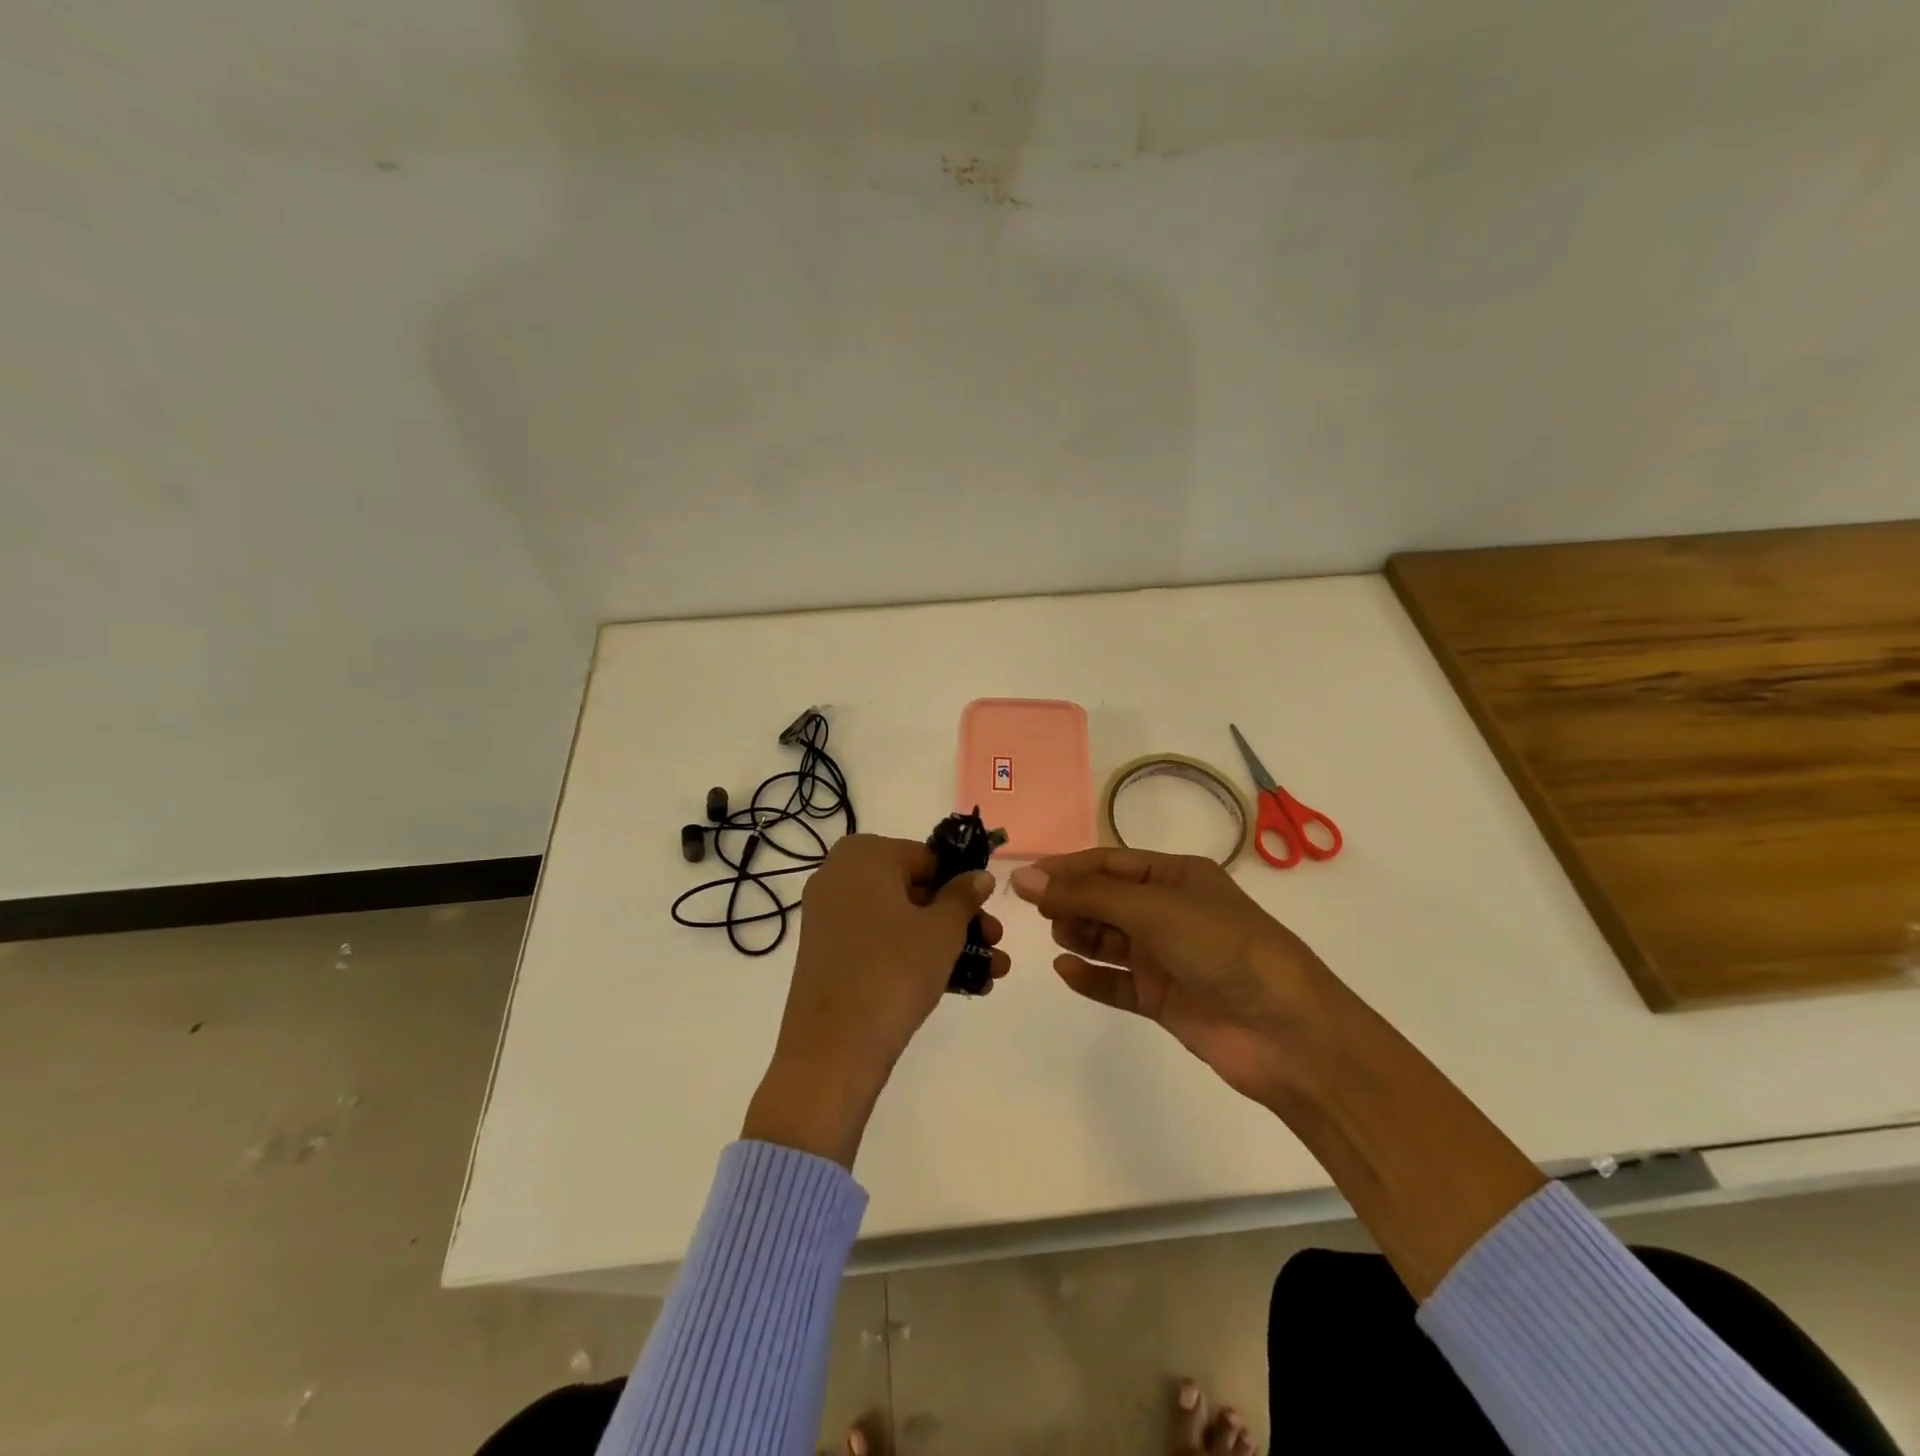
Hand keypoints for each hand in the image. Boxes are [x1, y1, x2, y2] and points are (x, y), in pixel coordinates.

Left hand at [744, 834, 1005, 1167]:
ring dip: (946, 942)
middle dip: (960, 918)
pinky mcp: (829, 953)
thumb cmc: (894, 970)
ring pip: (900, 920)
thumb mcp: (942, 930)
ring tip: (990, 972)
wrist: (833, 1049)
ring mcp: (830, 916)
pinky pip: (880, 943)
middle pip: (914, 889)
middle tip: (994, 943)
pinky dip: (914, 956)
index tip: (989, 912)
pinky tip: (959, 985)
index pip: (927, 858)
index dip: (962, 885)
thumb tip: (979, 876)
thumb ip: (964, 896)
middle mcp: (840, 875)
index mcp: (863, 854)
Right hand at [1009, 848, 1330, 1106]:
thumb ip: (1086, 895)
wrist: (1287, 1032)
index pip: (1109, 864)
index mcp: (1176, 877)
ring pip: (1109, 940)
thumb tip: (1023, 878)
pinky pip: (1117, 983)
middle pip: (1106, 900)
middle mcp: (1170, 912)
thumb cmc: (1221, 948)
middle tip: (1036, 912)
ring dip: (1080, 935)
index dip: (1067, 868)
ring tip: (1058, 936)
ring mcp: (1167, 958)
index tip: (1025, 878)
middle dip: (1071, 902)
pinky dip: (1091, 976)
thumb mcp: (1152, 909)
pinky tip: (1065, 971)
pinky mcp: (1164, 1000)